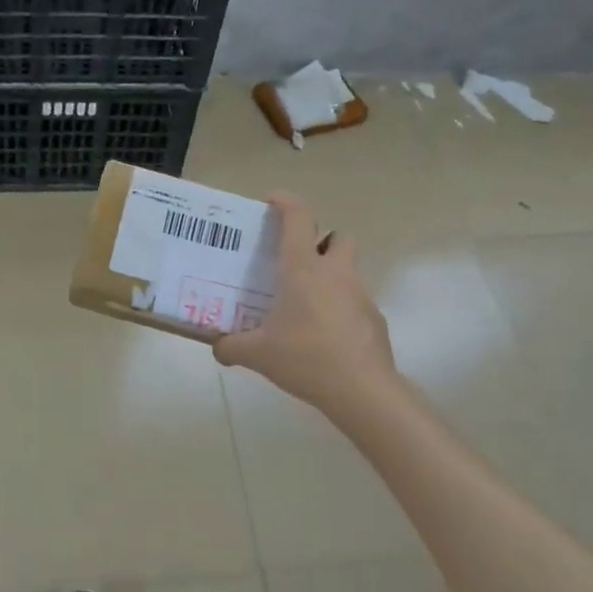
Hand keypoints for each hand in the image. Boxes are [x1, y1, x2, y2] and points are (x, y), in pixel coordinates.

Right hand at [213, 193, 399, 417]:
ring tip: (307, 306)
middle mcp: (335, 273)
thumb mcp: (258, 354)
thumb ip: (232, 347)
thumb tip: (217, 347)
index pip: (298, 218)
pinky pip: (356, 303)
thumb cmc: (305, 358)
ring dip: (331, 278)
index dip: (285, 202)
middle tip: (299, 263)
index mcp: (303, 269)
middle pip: (338, 238)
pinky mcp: (375, 320)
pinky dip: (341, 310)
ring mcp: (360, 295)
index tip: (272, 200)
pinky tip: (325, 337)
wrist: (361, 391)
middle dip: (321, 242)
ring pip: (349, 271)